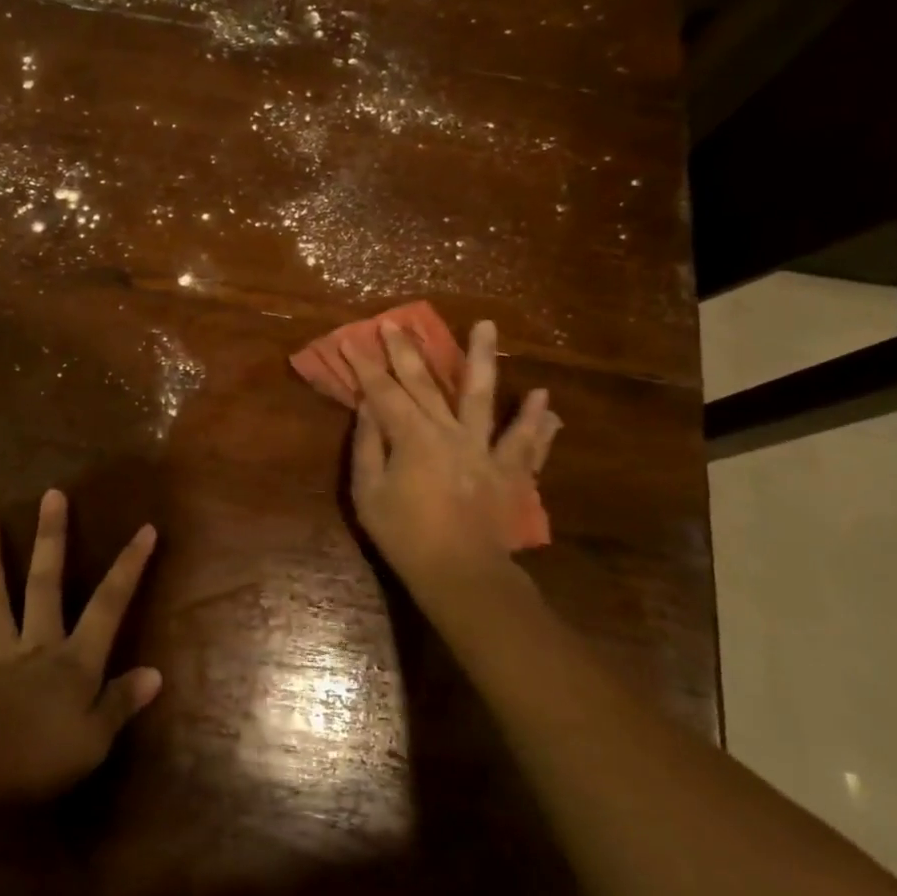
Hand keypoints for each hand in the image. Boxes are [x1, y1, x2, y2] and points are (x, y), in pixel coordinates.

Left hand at [0, 490, 162, 810]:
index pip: (109, 605)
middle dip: (51, 539)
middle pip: (46, 584)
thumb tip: (155, 673)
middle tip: (51, 495)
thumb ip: (122, 702)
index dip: (129, 567)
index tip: (144, 529)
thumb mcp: (94, 740)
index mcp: (74, 660)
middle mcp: (37, 645)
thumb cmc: (40, 759)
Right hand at [343, 319, 560, 608]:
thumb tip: (367, 408)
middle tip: (398, 322)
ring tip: (486, 326)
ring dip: (482, 359)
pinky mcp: (510, 471)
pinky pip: (526, 442)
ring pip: (483, 396)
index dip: (365, 366)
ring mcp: (484, 448)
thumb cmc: (405, 536)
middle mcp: (449, 432)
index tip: (352, 341)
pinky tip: (545, 398)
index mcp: (412, 437)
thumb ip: (367, 446)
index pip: (383, 392)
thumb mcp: (368, 493)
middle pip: (426, 383)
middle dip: (408, 351)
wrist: (461, 573)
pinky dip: (536, 421)